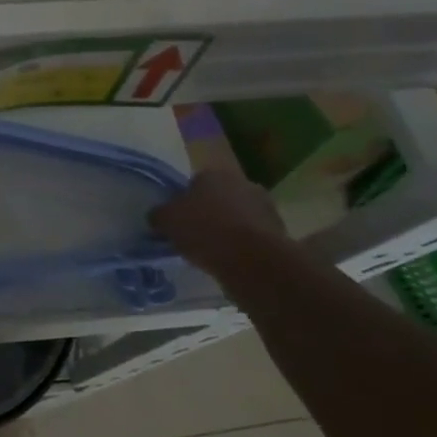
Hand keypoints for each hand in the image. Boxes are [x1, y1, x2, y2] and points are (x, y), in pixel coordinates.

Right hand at [149, 169, 290, 276]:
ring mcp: (265, 206)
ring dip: (230, 230)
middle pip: (219, 198)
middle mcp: (241, 183)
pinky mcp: (280, 231)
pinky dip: (245, 246)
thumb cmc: (204, 230)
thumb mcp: (166, 221)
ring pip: (238, 217)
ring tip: (216, 253)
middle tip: (196, 237)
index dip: (184, 203)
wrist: (253, 260)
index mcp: (212, 174)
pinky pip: (254, 237)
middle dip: (210, 214)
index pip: (193, 184)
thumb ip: (159, 215)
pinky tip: (234, 262)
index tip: (179, 222)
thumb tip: (157, 216)